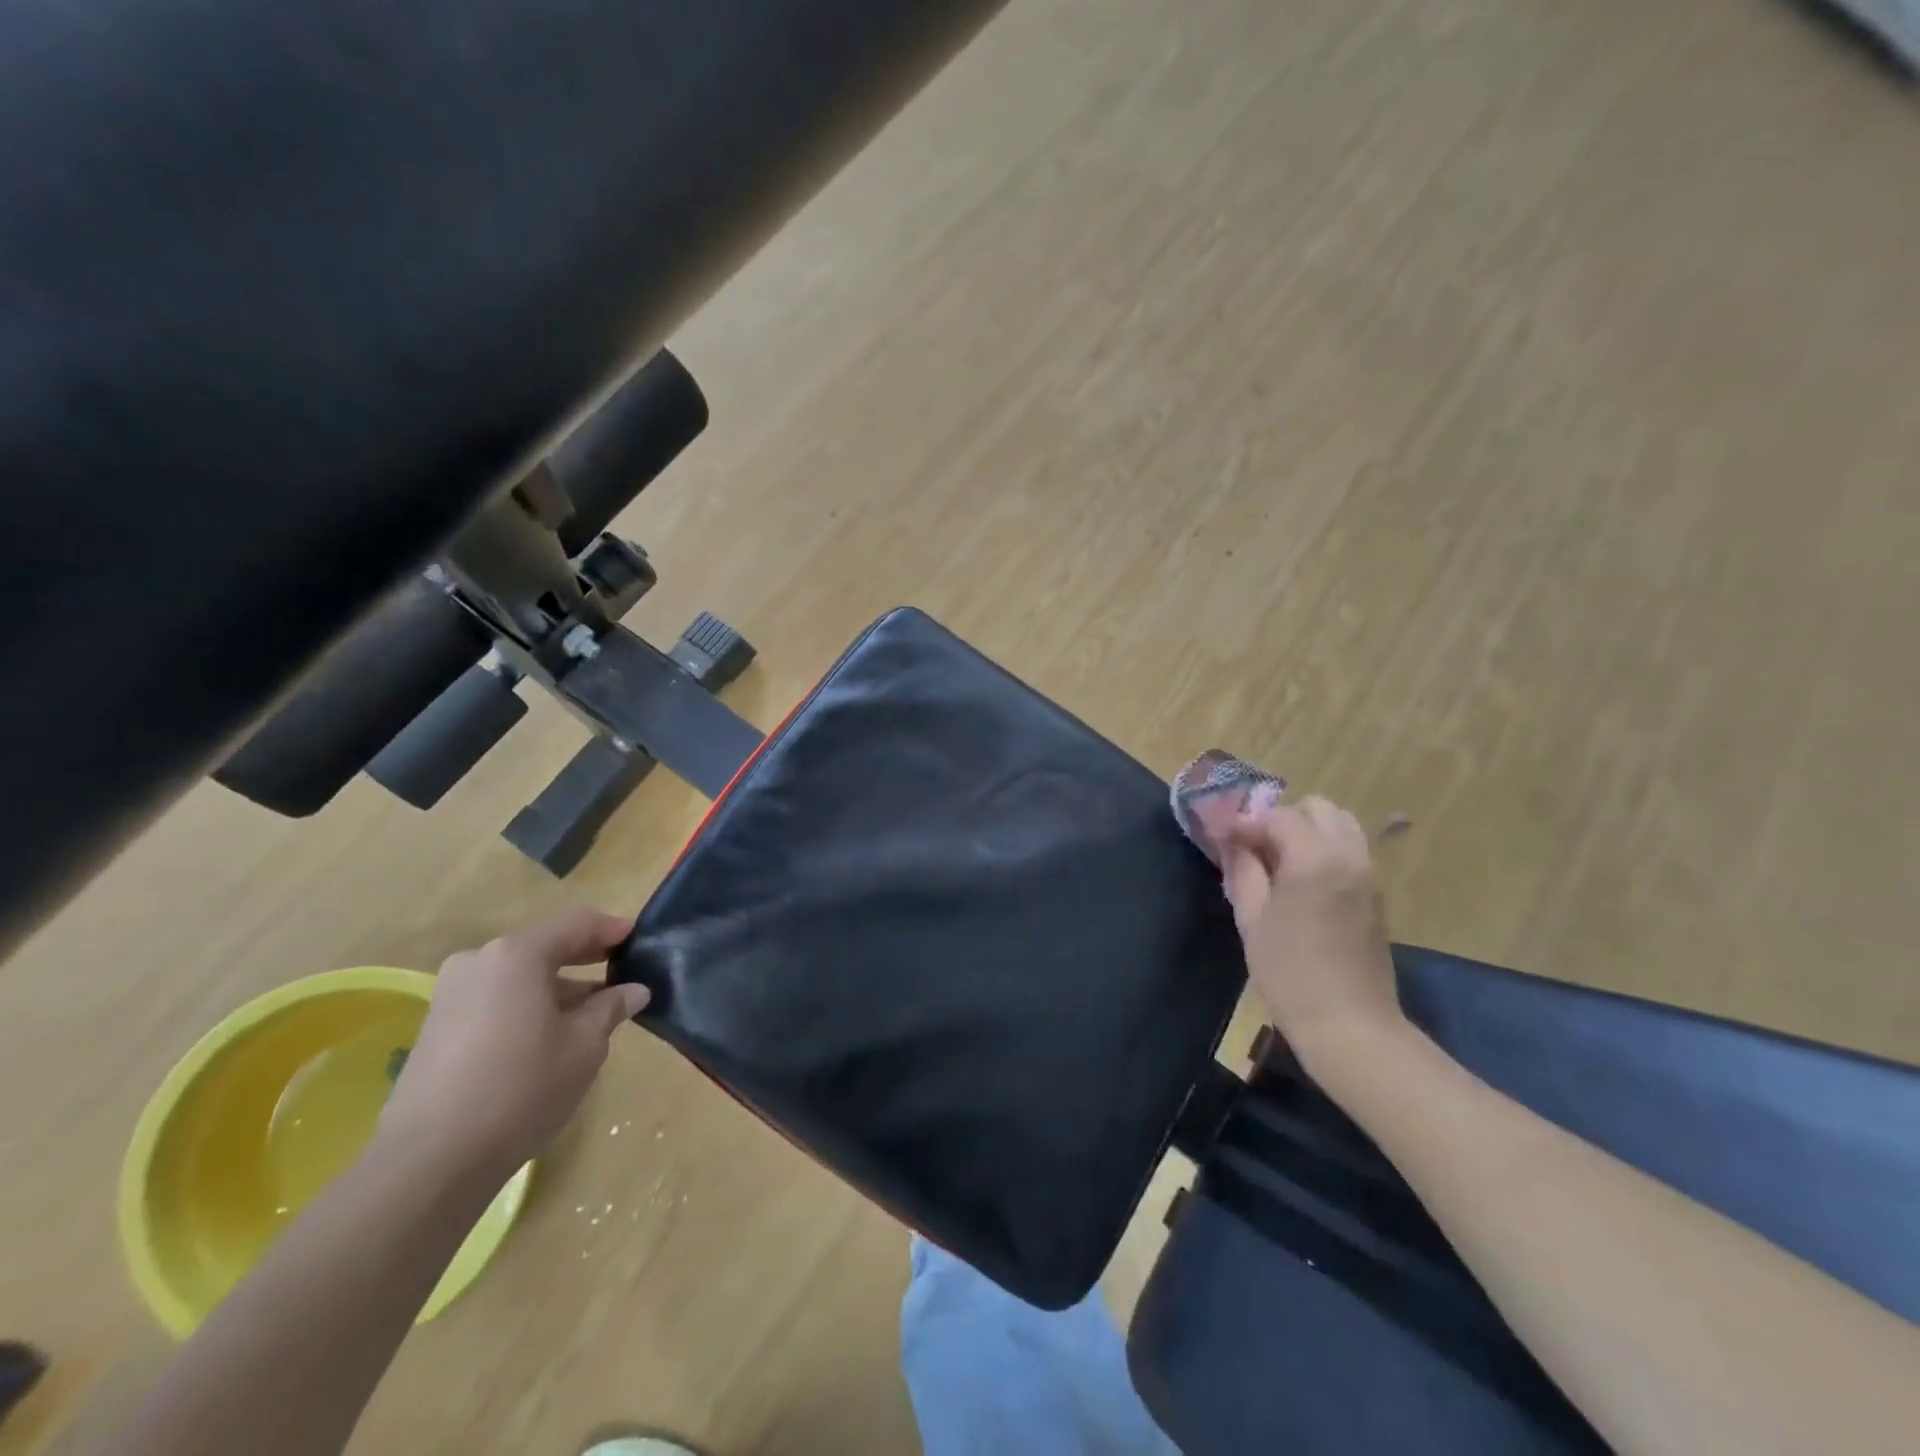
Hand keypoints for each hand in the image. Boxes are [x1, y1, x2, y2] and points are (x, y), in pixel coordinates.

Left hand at [380, 907, 648, 1178]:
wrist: (430, 1160)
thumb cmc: (522, 1088)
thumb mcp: (584, 1046)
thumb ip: (610, 1008)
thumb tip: (634, 991)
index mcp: (518, 955)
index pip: (577, 924)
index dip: (612, 929)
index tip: (639, 939)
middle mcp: (480, 961)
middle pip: (544, 947)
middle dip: (584, 958)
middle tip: (620, 972)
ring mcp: (451, 994)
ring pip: (518, 976)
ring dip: (556, 987)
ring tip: (589, 1013)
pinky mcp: (436, 1027)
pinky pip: (495, 999)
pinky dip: (526, 1005)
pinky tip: (548, 1035)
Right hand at [1221, 796, 1406, 1073]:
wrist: (1349, 1024)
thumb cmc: (1289, 972)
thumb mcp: (1251, 918)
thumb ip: (1242, 868)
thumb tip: (1230, 838)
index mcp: (1314, 859)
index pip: (1278, 816)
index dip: (1246, 822)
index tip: (1222, 838)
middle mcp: (1348, 855)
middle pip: (1317, 808)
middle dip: (1282, 819)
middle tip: (1254, 847)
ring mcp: (1368, 873)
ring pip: (1339, 824)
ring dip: (1307, 830)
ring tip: (1278, 860)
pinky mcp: (1375, 892)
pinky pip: (1350, 848)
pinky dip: (1324, 848)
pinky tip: (1301, 879)